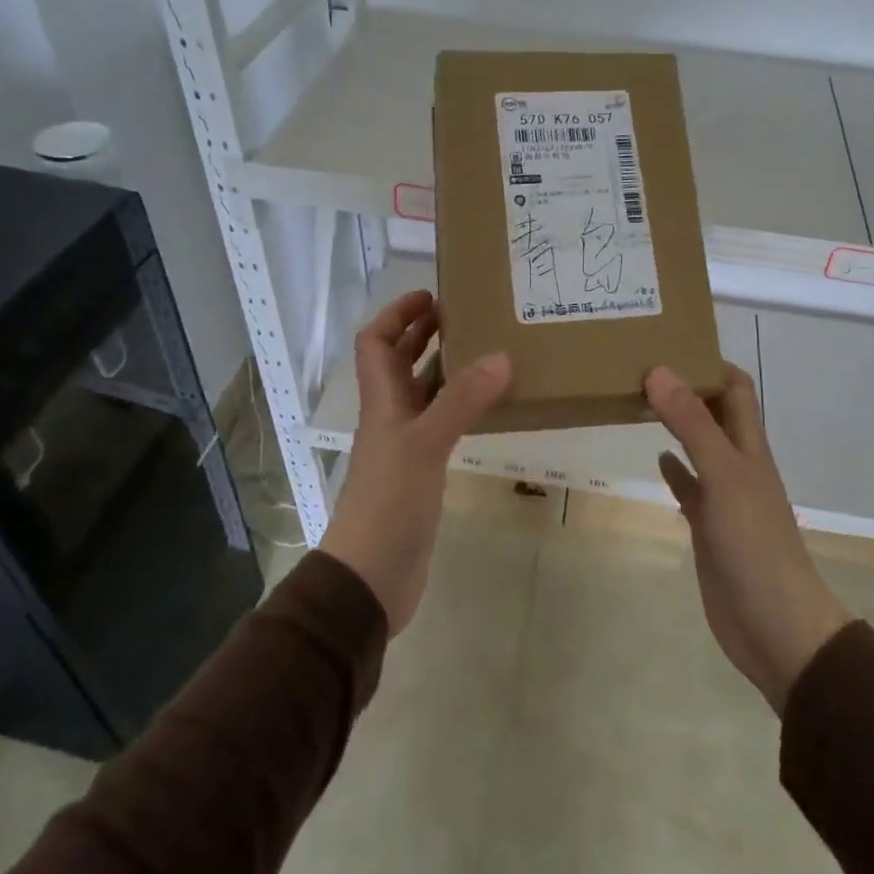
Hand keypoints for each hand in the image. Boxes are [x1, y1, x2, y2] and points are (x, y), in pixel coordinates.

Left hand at [317, 291, 510, 635]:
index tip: (432, 295)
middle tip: (466, 314)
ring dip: (446, 368)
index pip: (376, 342)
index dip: (397, 314)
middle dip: (424, 333)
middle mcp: (390, 416)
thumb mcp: (426, 444)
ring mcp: (405, 445)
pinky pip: (441, 423)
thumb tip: (502, 356)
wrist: (370, 577)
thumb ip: (462, 400)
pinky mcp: (422, 472)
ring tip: (486, 350)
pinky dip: (460, 406)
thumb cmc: (389, 502)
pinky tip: (488, 406)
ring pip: (423, 392)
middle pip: (399, 362)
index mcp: (381, 401)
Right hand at [645, 363, 851, 714]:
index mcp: (748, 446)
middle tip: (642, 366)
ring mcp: (723, 497)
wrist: (776, 626)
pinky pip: (690, 488)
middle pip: (715, 413)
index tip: (670, 342)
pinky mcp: (709, 528)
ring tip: (639, 400)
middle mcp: (738, 464)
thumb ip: (692, 424)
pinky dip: (675, 470)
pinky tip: (656, 458)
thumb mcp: (723, 475)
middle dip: (687, 388)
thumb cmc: (755, 544)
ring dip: (677, 424)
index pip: (735, 388)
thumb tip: (658, 369)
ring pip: (699, 447)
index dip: (710, 362)